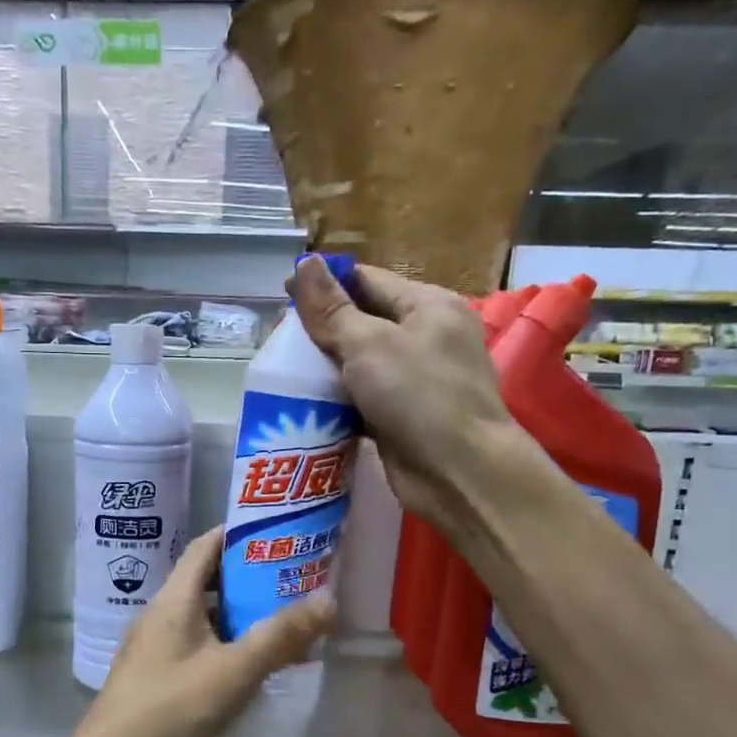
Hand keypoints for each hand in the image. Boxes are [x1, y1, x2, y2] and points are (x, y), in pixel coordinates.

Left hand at [66, 528, 334, 736]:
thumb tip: (328, 598)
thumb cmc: (172, 708)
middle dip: (249, 579)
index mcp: (174, 599)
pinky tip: (250, 668)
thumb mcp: (235, 671)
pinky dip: (225, 645)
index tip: (278, 534)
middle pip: (207, 581)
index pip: (205, 546)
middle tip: (292, 582)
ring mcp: (154, 645)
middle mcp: (160, 614)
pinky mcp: (154, 674)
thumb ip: (281, 636)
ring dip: (239, 616)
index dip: (239, 535)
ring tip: (282, 624)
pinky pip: (196, 645)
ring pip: (203, 617)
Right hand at [286, 255, 535, 546]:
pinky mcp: (404, 418)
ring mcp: (417, 381)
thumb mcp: (369, 344)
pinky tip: (305, 404)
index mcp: (428, 306)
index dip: (325, 285)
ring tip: (282, 370)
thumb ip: (332, 309)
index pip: (368, 281)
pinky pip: (363, 400)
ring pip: (361, 365)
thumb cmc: (418, 396)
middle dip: (322, 331)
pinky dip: (338, 401)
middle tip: (278, 338)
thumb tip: (304, 264)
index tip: (283, 294)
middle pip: (364, 322)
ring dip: (326, 369)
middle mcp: (426, 338)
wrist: (459, 473)